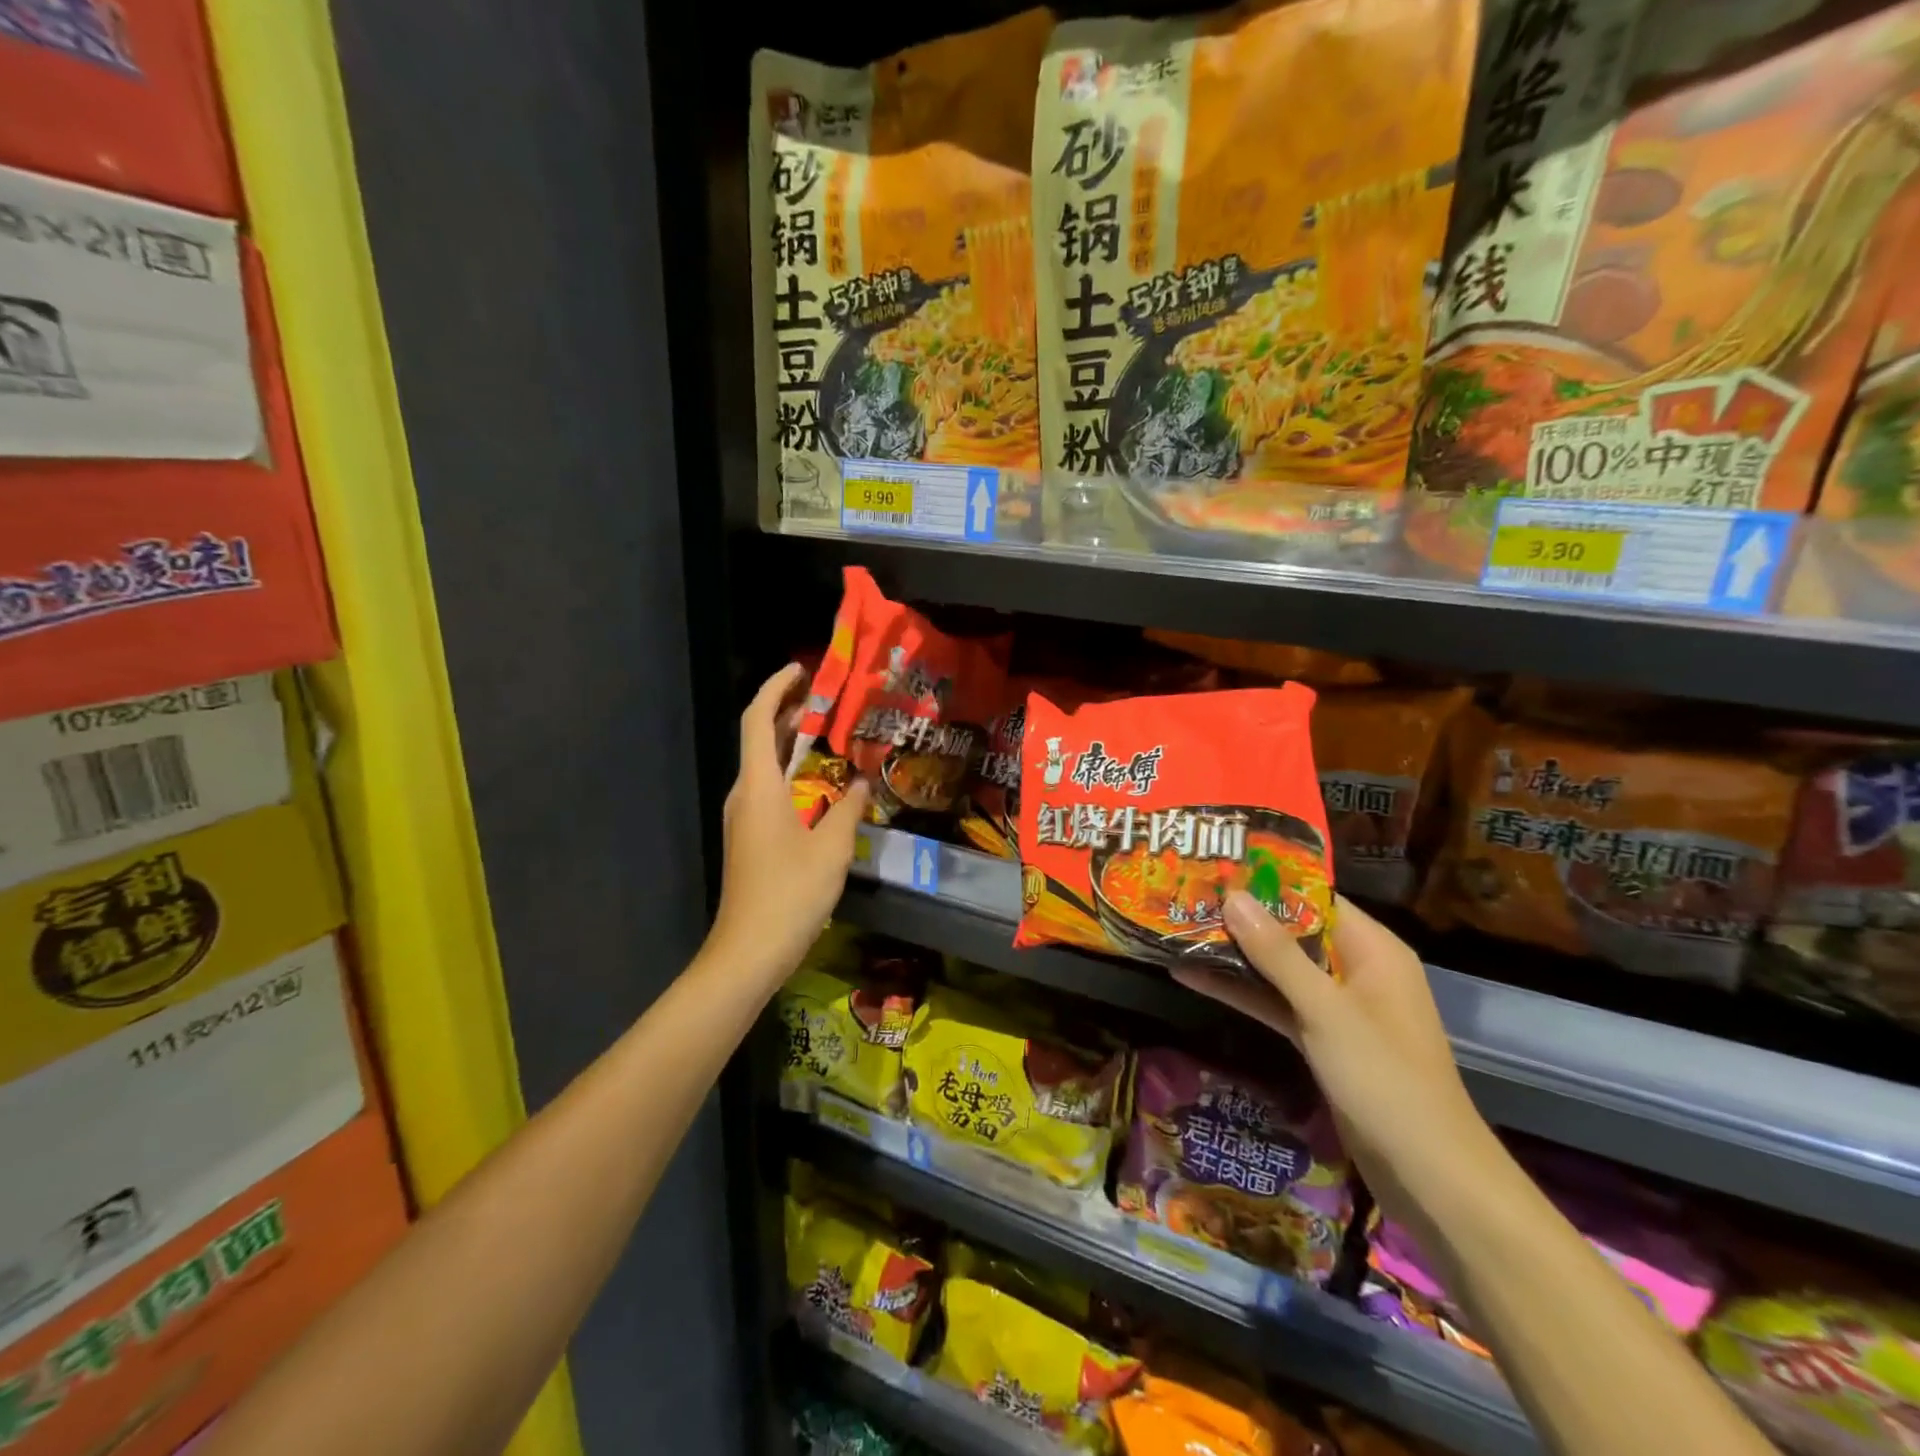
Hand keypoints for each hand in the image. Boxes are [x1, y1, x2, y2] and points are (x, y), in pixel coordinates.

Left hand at [709, 664, 870, 992]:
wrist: (749, 951)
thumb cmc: (790, 894)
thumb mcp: (831, 848)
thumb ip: (849, 808)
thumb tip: (864, 782)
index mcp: (759, 786)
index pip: (758, 720)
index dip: (776, 689)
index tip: (802, 670)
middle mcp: (745, 794)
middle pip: (760, 738)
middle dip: (788, 712)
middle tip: (826, 696)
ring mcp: (744, 818)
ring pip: (765, 766)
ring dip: (791, 743)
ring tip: (828, 730)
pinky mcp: (750, 838)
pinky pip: (769, 789)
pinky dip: (792, 772)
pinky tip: (821, 782)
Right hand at [1172, 893, 1497, 1225]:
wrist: (1428, 1176)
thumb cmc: (1385, 1078)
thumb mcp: (1325, 1009)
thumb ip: (1277, 952)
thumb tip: (1232, 895)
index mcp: (1372, 949)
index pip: (1315, 897)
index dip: (1267, 880)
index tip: (1217, 864)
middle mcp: (1356, 969)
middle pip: (1292, 931)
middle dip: (1242, 917)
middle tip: (1185, 892)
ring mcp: (1337, 1007)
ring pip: (1279, 969)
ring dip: (1234, 954)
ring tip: (1177, 928)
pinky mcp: (1322, 1040)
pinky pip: (1276, 1003)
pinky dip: (1242, 992)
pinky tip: (1192, 977)